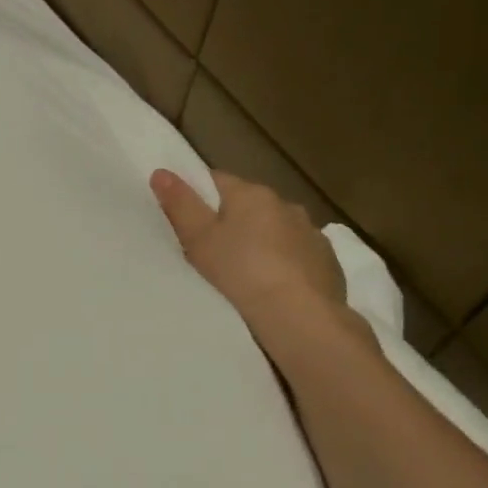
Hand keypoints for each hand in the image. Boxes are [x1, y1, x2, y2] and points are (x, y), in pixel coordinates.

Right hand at [150, 169, 354, 347]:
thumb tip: (161, 172)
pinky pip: (298, 255)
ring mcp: (311, 232)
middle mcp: (285, 204)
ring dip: (262, 242)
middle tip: (212, 252)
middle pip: (249, 206)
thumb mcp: (199, 240)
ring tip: (246, 273)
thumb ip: (180, 205)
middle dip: (233, 222)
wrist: (298, 315)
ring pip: (276, 230)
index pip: (218, 180)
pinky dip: (286, 264)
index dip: (199, 196)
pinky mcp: (327, 260)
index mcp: (252, 194)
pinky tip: (275, 287)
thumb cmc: (240, 272)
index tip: (189, 220)